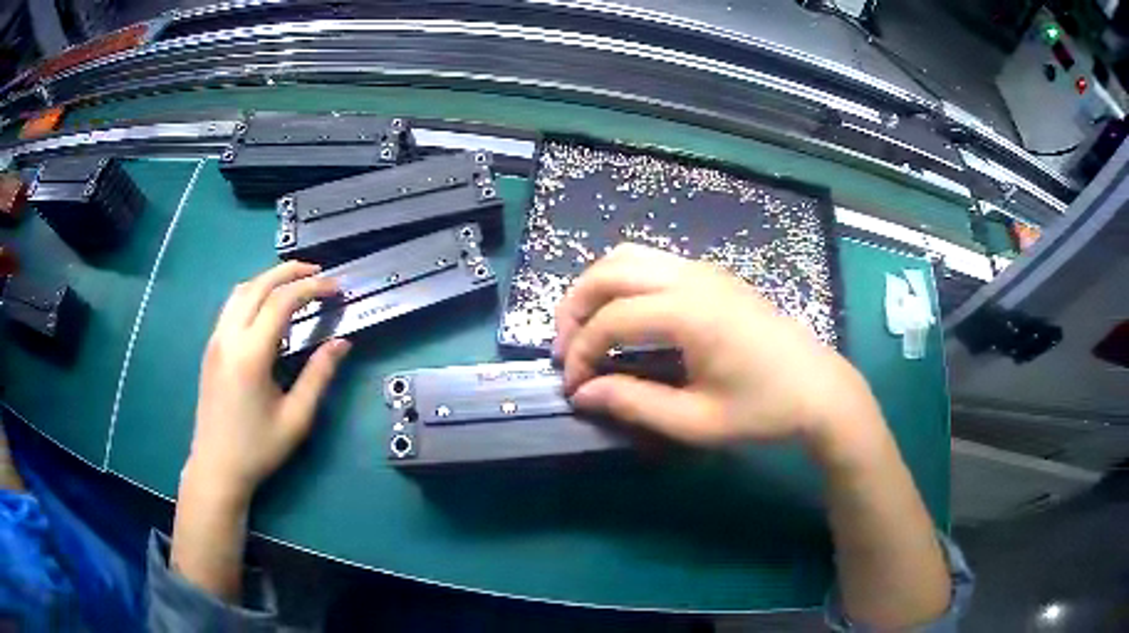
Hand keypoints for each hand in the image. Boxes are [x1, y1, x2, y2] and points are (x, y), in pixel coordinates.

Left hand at [186, 261, 350, 502]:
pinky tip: (267, 307)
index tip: (336, 288)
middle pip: (259, 285)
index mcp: (250, 354)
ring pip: (241, 291)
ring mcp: (216, 340)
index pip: (282, 301)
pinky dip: (253, 293)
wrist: (217, 466)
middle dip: (290, 272)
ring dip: (269, 279)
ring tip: (294, 283)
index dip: (312, 288)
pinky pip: (232, 306)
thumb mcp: (296, 418)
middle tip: (318, 273)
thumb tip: (341, 343)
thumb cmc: (258, 448)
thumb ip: (319, 376)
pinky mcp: (211, 348)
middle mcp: (229, 337)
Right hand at [555, 244, 883, 463]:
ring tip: (587, 328)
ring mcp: (705, 270)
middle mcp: (692, 277)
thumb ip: (634, 404)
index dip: (581, 353)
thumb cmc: (764, 411)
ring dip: (597, 287)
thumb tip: (583, 394)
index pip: (611, 321)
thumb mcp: (696, 421)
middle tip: (565, 349)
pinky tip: (625, 316)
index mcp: (689, 313)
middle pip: (610, 271)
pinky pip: (653, 262)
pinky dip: (623, 281)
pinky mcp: (714, 275)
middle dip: (575, 306)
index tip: (573, 388)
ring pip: (630, 256)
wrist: (820, 391)